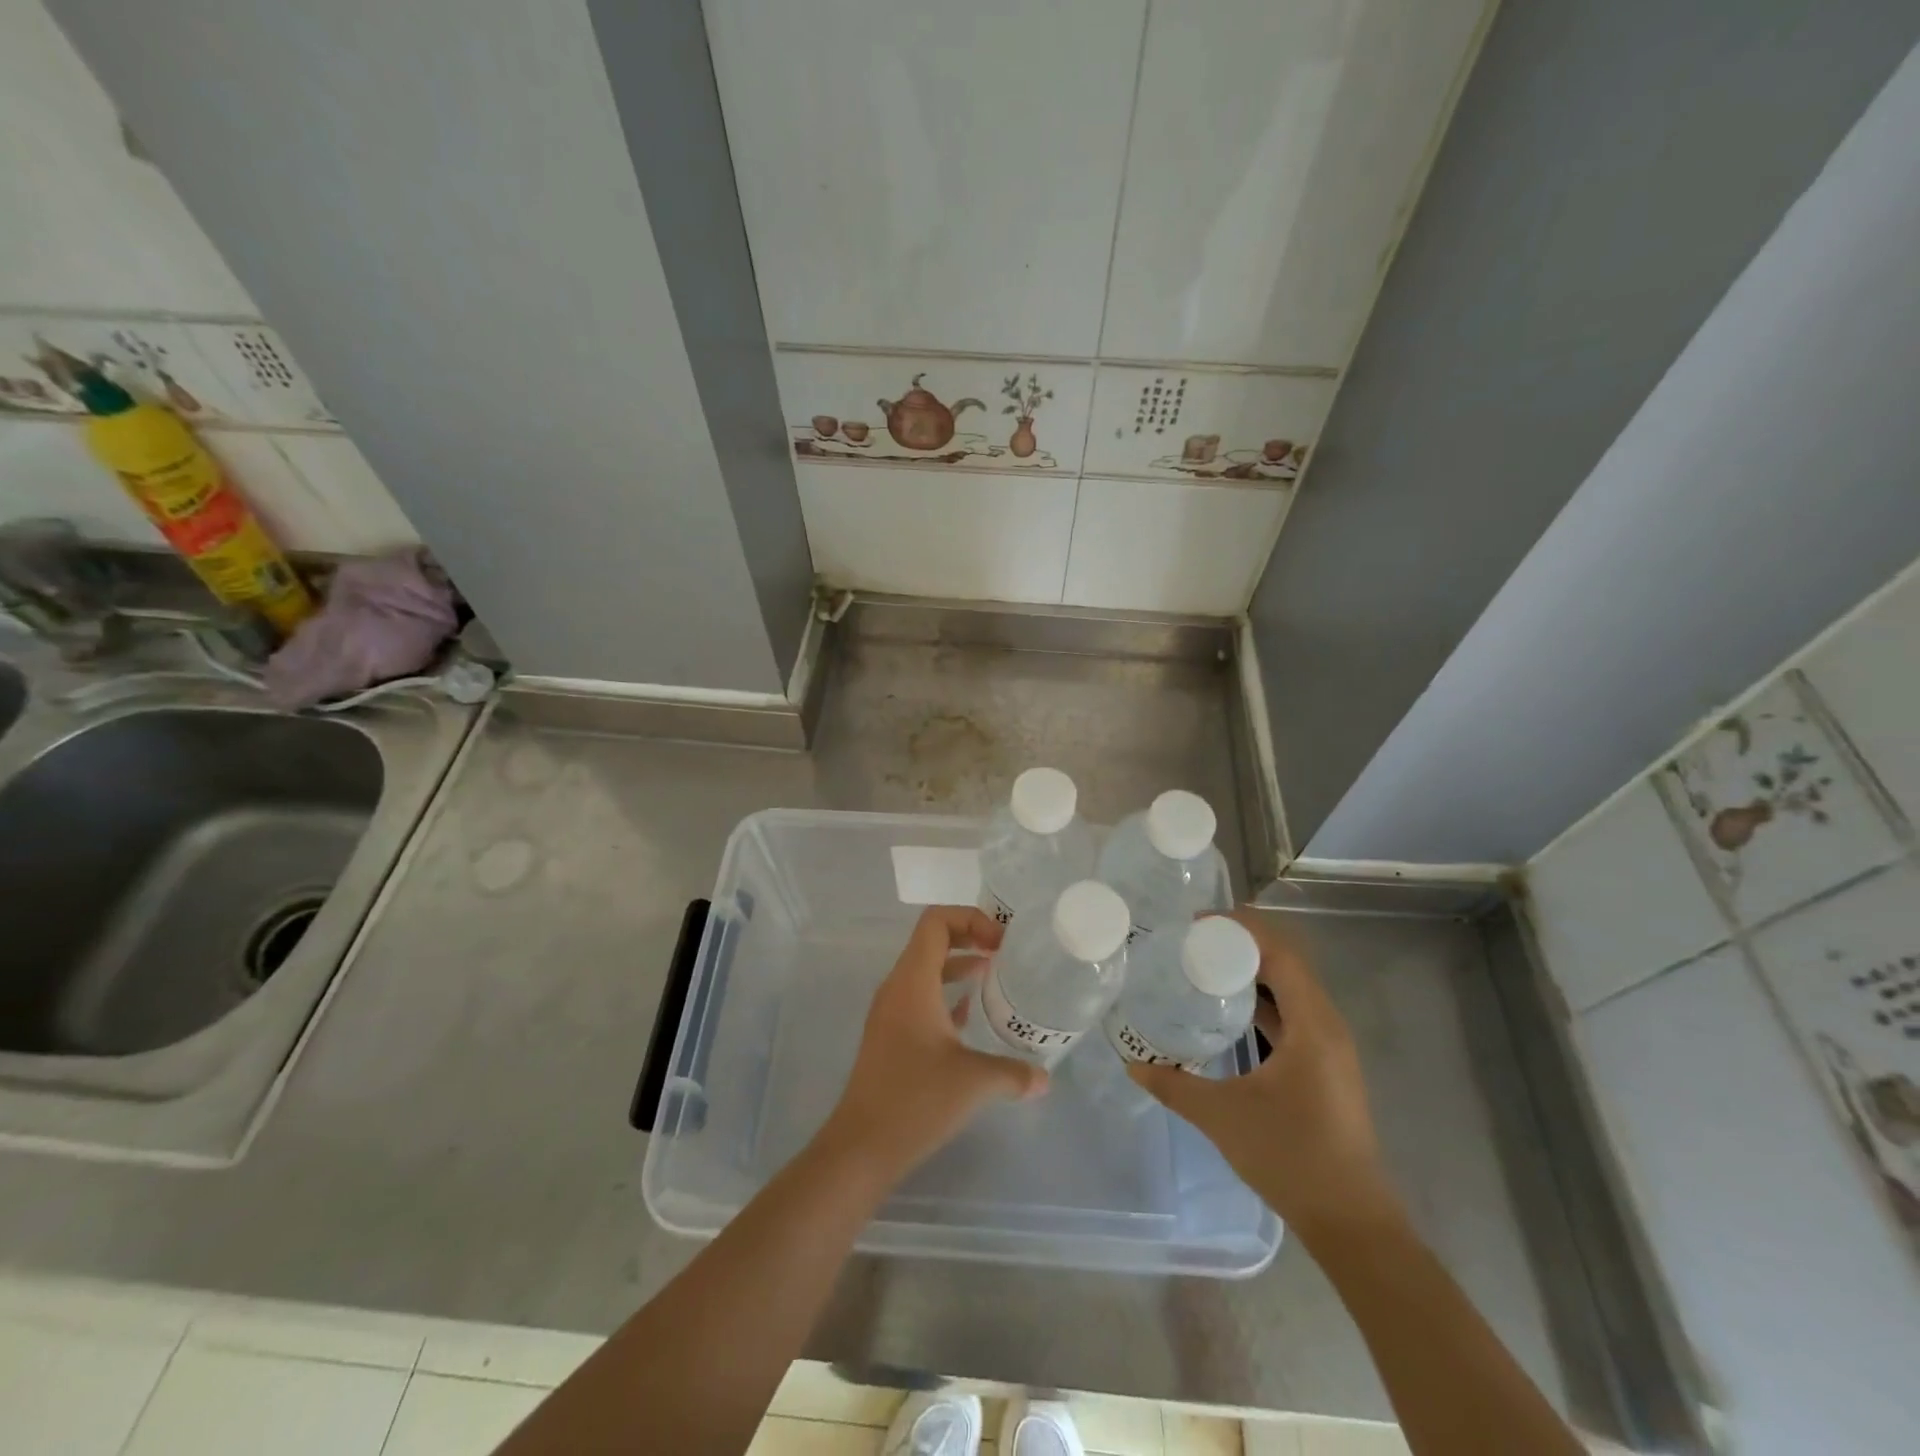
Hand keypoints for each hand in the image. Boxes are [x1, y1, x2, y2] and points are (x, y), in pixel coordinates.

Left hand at [817, 906, 1046, 1183]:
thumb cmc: (915, 1100)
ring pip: (926, 970)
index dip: (971, 919)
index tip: (1002, 943)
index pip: (936, 921)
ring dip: (959, 966)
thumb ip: (1014, 1073)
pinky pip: (920, 997)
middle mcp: (898, 986)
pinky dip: (946, 994)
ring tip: (995, 978)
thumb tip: (1044, 1078)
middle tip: (1005, 953)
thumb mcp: (974, 1081)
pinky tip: (970, 1017)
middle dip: (970, 938)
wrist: (861, 1146)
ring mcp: (890, 1011)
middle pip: (932, 940)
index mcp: (913, 980)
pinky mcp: (890, 1035)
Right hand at [1128, 909, 1400, 1245]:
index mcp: (1313, 1025)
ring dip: (1251, 971)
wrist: (1350, 1222)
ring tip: (1202, 965)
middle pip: (1286, 962)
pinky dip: (1261, 999)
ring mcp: (1329, 1047)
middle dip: (1241, 944)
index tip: (1196, 924)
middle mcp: (1327, 1025)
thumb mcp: (1222, 1116)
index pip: (1280, 953)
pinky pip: (1292, 1013)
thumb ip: (1174, 1085)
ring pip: (1290, 988)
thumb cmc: (1291, 1158)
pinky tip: (1227, 1009)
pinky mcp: (1324, 1065)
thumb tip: (1133, 1064)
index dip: (1241, 929)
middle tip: (1191, 941)